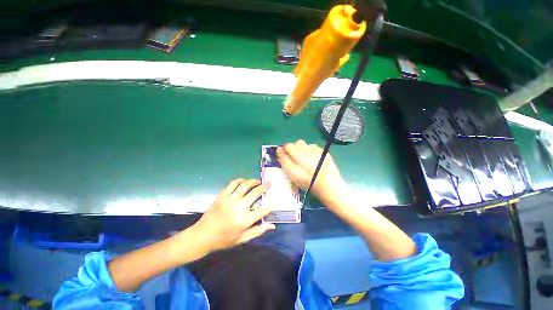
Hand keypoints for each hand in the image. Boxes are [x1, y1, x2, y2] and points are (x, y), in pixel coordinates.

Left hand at [191, 179, 274, 253]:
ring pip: (245, 185)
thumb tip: (272, 225)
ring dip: (253, 181)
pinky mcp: (222, 195)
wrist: (202, 236)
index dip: (269, 206)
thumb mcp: (242, 239)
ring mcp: (230, 200)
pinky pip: (233, 184)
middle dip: (265, 186)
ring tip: (258, 181)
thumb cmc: (223, 239)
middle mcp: (239, 207)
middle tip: (270, 182)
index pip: (262, 210)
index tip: (272, 203)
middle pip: (255, 192)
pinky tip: (244, 181)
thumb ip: (258, 231)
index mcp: (245, 220)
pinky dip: (240, 180)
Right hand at [276, 140, 346, 204]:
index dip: (280, 152)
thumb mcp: (295, 179)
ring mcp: (314, 156)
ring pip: (300, 142)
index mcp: (296, 172)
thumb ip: (287, 166)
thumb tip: (281, 154)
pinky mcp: (322, 152)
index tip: (279, 150)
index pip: (283, 156)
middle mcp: (304, 162)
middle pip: (290, 146)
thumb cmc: (310, 184)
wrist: (329, 186)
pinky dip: (309, 148)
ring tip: (301, 152)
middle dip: (288, 147)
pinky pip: (311, 145)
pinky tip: (311, 155)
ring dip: (298, 146)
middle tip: (290, 150)